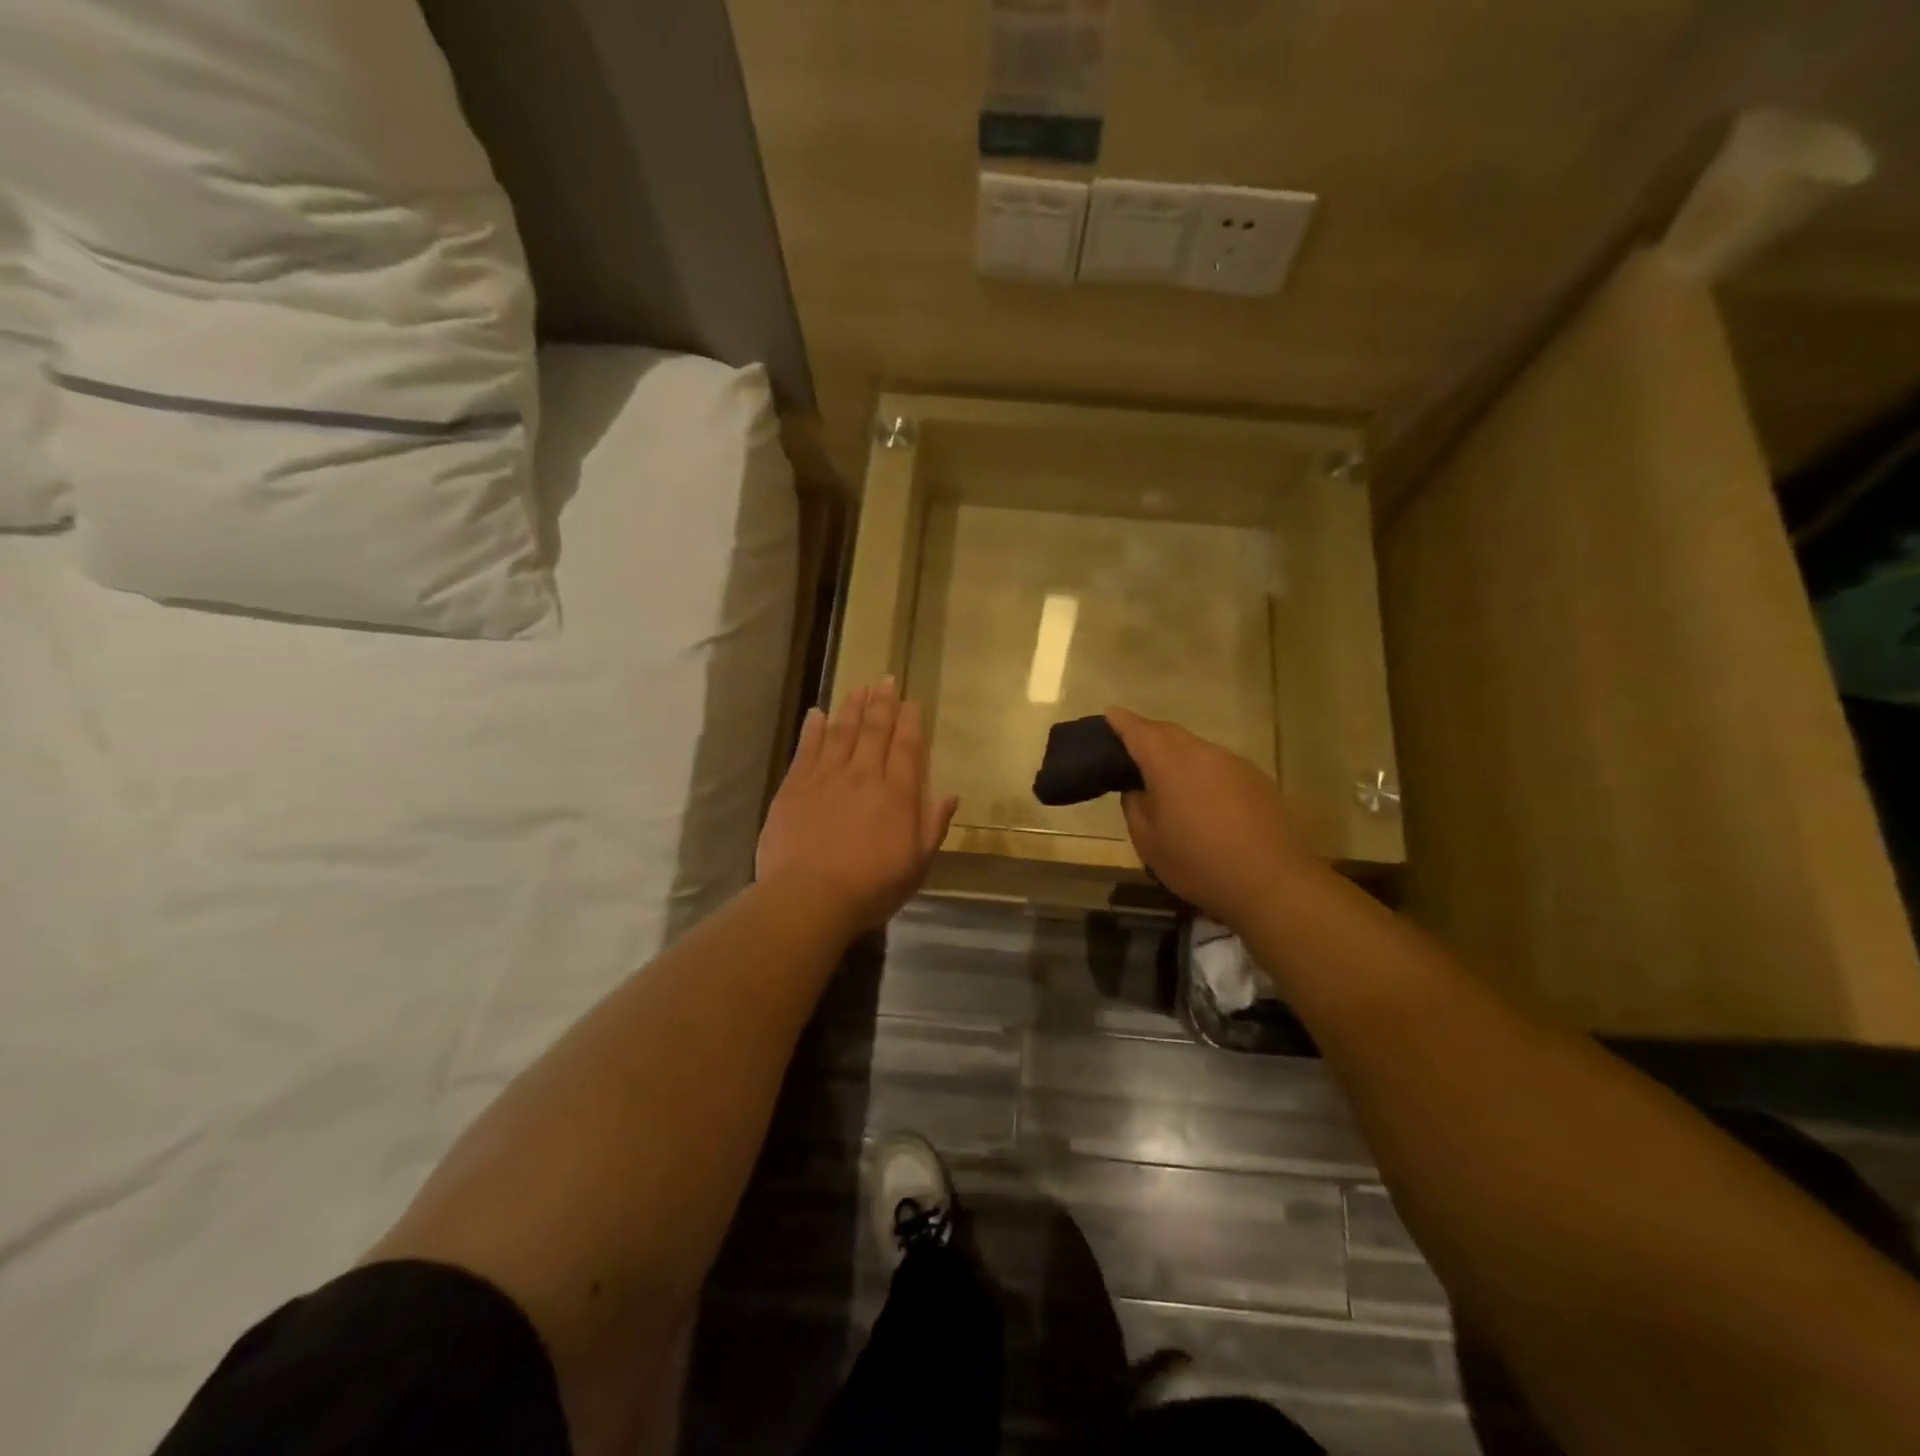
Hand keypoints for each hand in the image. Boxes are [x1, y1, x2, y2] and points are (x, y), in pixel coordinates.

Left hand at [757, 677, 959, 929]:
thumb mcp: (917, 864)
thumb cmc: (871, 886)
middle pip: (874, 731)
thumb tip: (950, 795)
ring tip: (858, 688)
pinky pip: (806, 749)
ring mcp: (826, 777)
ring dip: (851, 708)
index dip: (910, 721)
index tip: (911, 701)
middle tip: (885, 680)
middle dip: (882, 703)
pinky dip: (813, 728)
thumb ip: (933, 825)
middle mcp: (863, 775)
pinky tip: (817, 714)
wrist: (809, 896)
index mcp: (897, 793)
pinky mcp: (794, 787)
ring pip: (841, 732)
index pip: (906, 746)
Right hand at [1105, 707, 1318, 927]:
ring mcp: (1235, 764)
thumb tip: (1137, 790)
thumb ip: (1135, 807)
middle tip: (1131, 746)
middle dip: (1148, 734)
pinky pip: (1220, 766)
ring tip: (1166, 778)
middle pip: (1169, 733)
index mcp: (1170, 764)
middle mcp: (1203, 753)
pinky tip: (1203, 799)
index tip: (1110, 713)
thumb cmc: (1198, 863)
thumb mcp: (1148, 842)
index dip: (1121, 721)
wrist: (1271, 882)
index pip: (1139, 731)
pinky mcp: (1258, 779)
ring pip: (1197, 749)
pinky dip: (1202, 772)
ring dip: (1177, 755)